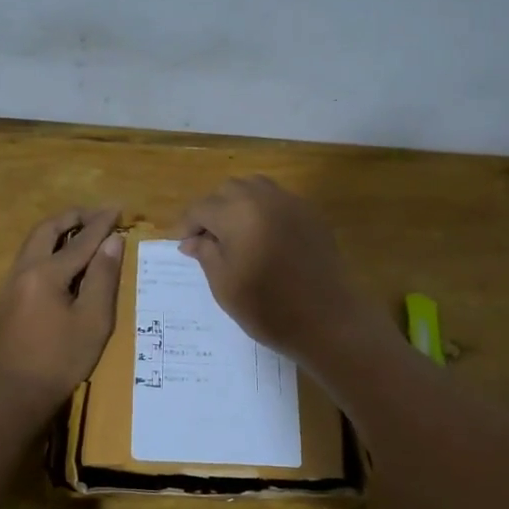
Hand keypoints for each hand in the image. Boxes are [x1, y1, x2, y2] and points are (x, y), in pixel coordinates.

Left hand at [0, 207, 124, 417]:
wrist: (15, 395)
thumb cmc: (61, 360)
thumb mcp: (93, 320)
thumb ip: (103, 277)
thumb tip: (112, 242)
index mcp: (45, 273)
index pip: (80, 240)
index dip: (101, 223)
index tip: (118, 208)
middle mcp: (23, 270)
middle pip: (47, 230)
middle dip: (74, 217)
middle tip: (98, 215)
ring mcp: (10, 284)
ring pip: (33, 242)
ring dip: (58, 231)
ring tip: (82, 231)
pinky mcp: (7, 299)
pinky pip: (29, 259)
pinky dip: (48, 248)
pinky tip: (62, 260)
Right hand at [178, 176, 376, 362]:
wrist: (327, 320)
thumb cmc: (267, 307)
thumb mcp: (224, 284)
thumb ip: (205, 253)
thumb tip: (191, 240)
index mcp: (237, 213)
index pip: (201, 208)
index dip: (186, 225)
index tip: (181, 244)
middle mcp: (263, 198)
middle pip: (227, 190)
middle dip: (212, 210)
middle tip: (206, 239)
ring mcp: (291, 203)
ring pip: (255, 188)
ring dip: (237, 204)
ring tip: (233, 233)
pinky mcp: (311, 215)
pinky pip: (278, 200)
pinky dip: (262, 210)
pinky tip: (262, 236)